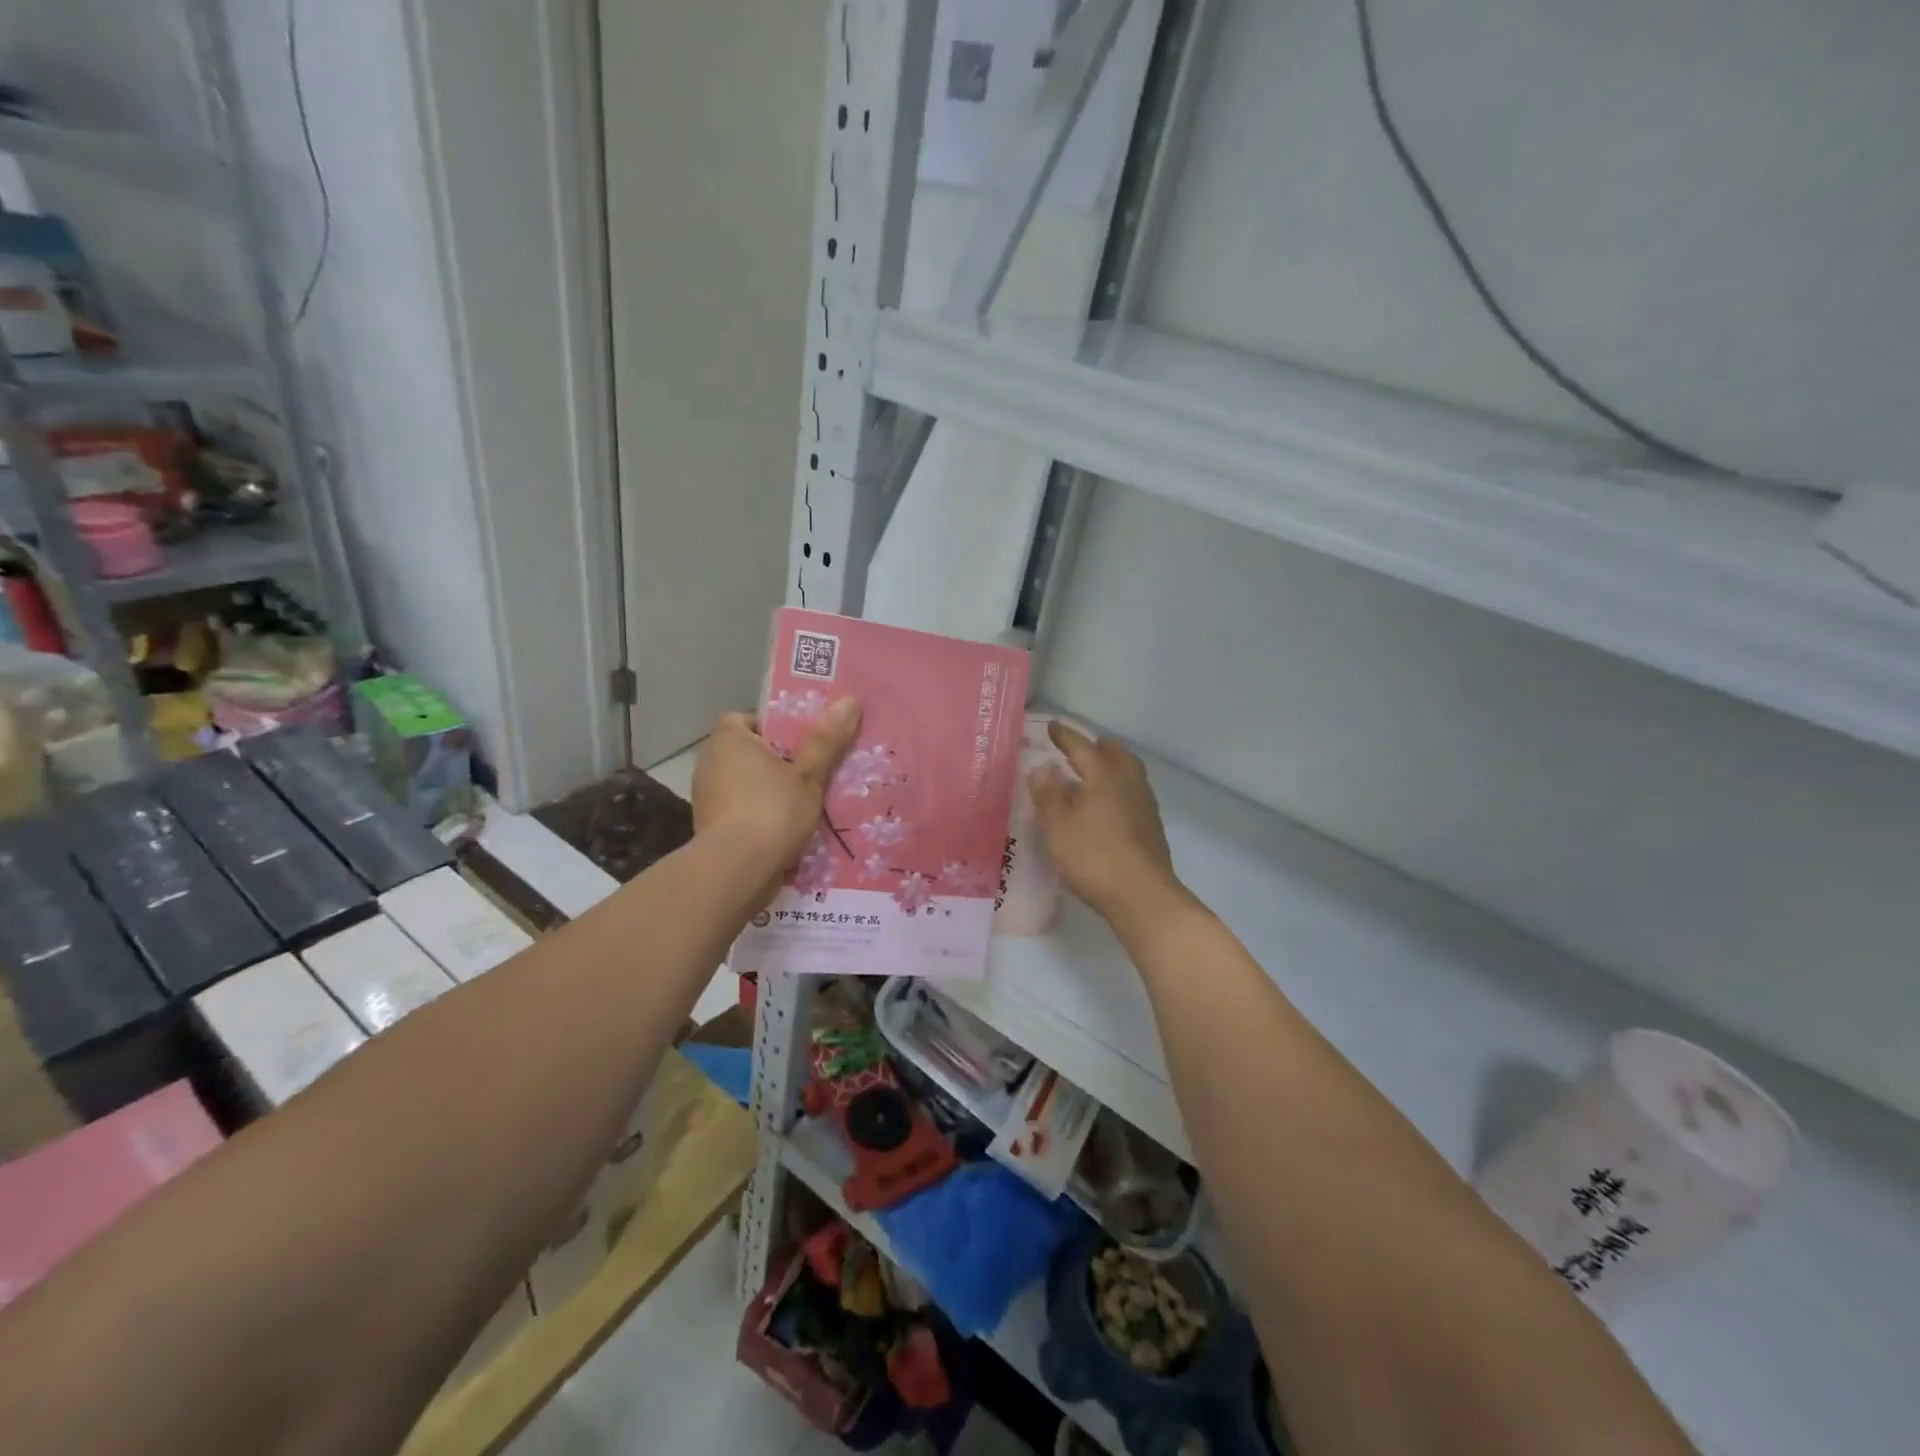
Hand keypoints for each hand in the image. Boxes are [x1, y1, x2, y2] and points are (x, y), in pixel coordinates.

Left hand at [692, 701, 860, 883]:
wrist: (736, 872)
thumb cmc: (772, 811)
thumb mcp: (808, 775)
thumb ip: (826, 740)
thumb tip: (850, 701)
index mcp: (728, 739)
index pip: (746, 719)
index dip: (774, 727)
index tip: (803, 742)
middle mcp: (710, 762)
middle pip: (750, 752)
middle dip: (778, 761)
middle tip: (814, 770)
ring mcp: (707, 797)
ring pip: (747, 784)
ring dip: (771, 791)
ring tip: (808, 802)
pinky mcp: (711, 827)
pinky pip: (742, 810)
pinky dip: (761, 815)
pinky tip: (789, 828)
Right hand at [1029, 721, 1186, 927]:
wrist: (1142, 897)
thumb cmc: (1093, 857)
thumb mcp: (1058, 826)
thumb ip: (1048, 794)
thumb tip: (1043, 767)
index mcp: (1104, 776)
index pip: (1082, 747)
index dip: (1066, 736)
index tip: (1053, 727)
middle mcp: (1129, 783)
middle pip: (1115, 754)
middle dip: (1096, 747)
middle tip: (1078, 750)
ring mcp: (1145, 805)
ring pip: (1128, 773)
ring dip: (1110, 767)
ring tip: (1091, 776)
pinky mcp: (1151, 827)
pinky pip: (1133, 794)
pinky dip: (1118, 790)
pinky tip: (1107, 807)